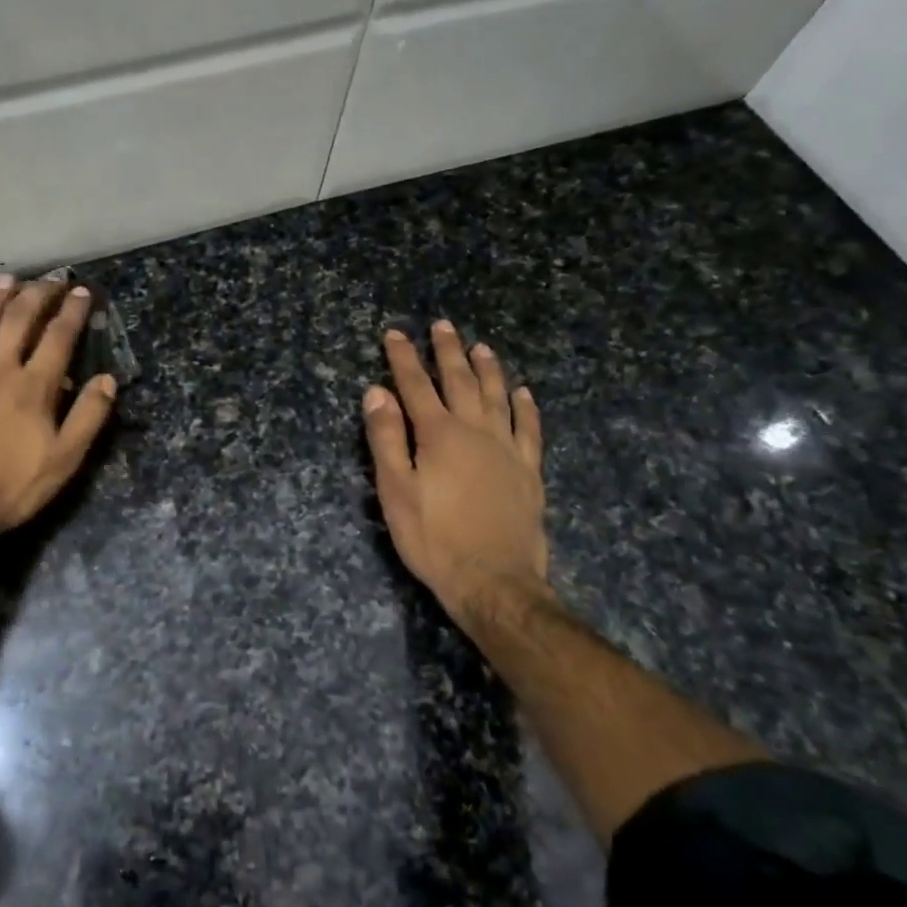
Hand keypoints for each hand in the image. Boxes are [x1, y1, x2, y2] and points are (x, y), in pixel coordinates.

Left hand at [0, 275, 116, 532]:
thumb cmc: (10, 487)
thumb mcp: (64, 460)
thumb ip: (88, 417)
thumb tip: (107, 379)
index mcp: (33, 386)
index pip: (58, 338)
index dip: (72, 312)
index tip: (81, 291)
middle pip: (18, 320)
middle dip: (37, 294)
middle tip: (49, 277)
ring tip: (7, 279)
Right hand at [362, 322, 548, 637]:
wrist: (494, 581)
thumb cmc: (434, 538)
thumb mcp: (396, 491)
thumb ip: (386, 439)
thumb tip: (376, 392)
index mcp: (438, 435)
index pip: (415, 385)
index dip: (403, 358)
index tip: (395, 333)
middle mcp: (475, 431)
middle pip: (460, 381)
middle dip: (448, 351)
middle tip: (442, 325)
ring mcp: (507, 449)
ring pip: (497, 396)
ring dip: (488, 369)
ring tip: (481, 346)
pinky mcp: (528, 470)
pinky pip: (529, 428)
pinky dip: (525, 407)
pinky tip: (523, 393)